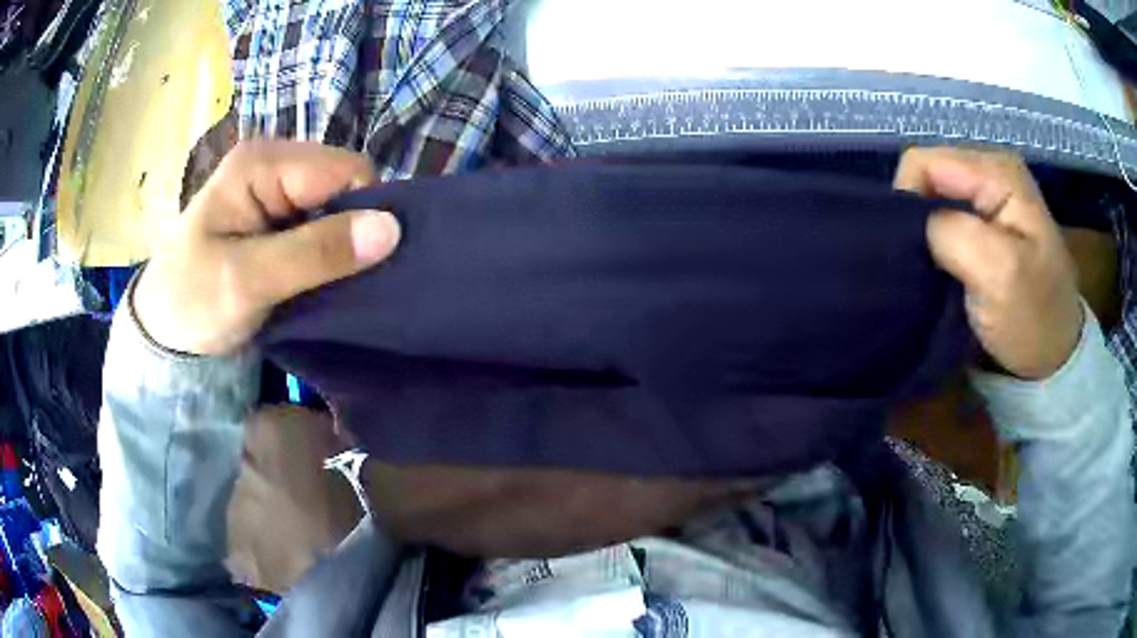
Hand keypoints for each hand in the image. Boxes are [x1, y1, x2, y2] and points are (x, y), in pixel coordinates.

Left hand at [133, 140, 400, 354]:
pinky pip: (323, 223)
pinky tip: (320, 277)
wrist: (163, 332)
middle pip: (345, 184)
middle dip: (353, 230)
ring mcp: (275, 187)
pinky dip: (329, 252)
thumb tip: (391, 229)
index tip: (360, 267)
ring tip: (329, 283)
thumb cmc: (192, 302)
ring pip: (338, 206)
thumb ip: (314, 254)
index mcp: (261, 163)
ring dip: (342, 245)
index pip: (345, 171)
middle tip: (339, 281)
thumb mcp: (247, 281)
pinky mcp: (276, 213)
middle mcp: (274, 162)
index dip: (364, 214)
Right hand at [894, 147, 1082, 379]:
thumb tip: (912, 221)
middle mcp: (990, 171)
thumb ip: (951, 233)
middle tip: (928, 267)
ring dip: (926, 235)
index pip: (923, 163)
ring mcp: (989, 196)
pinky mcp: (985, 220)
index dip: (909, 203)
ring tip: (935, 270)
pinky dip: (936, 243)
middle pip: (926, 176)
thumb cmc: (1034, 319)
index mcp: (997, 172)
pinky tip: (944, 268)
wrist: (1055, 356)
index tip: (917, 254)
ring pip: (931, 199)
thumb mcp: (999, 273)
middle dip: (918, 219)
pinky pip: (943, 218)